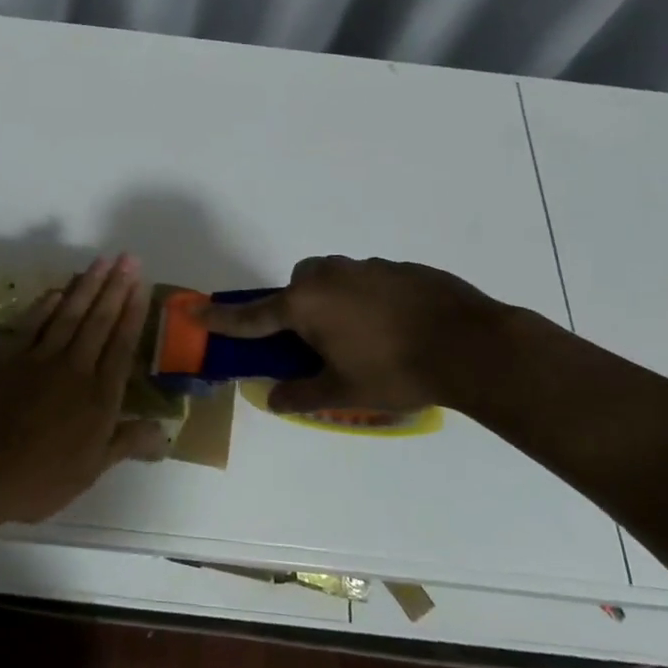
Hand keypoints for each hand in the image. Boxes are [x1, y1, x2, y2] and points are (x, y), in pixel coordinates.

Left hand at [0, 254, 166, 523]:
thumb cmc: (39, 480)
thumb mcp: (91, 471)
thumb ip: (126, 443)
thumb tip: (164, 430)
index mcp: (98, 397)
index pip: (121, 346)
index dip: (132, 315)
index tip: (141, 286)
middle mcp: (73, 369)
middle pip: (98, 322)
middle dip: (115, 288)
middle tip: (128, 258)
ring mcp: (38, 360)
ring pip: (68, 315)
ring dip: (86, 286)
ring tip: (101, 261)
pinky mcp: (7, 359)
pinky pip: (31, 325)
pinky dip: (46, 305)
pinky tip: (57, 290)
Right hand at [198, 256, 507, 414]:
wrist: (472, 345)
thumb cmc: (396, 370)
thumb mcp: (344, 391)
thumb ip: (303, 395)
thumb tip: (275, 400)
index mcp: (307, 304)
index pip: (253, 314)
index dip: (223, 317)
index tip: (195, 310)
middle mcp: (330, 276)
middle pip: (297, 284)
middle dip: (297, 305)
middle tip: (315, 339)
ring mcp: (367, 267)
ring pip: (333, 277)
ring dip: (333, 299)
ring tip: (361, 335)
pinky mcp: (400, 268)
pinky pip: (368, 279)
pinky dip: (367, 298)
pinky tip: (394, 326)